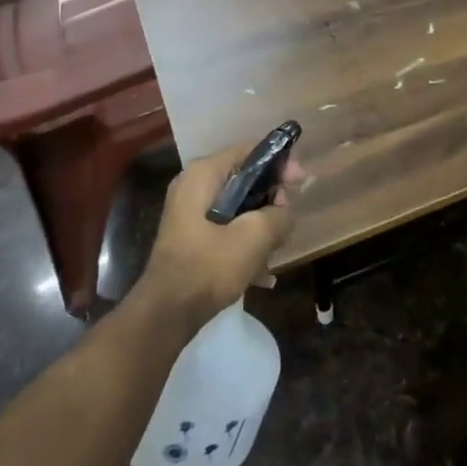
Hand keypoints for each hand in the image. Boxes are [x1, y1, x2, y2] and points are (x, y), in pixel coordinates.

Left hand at [136, 142, 303, 330]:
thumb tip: (284, 212)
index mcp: (203, 174)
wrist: (166, 314)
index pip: (250, 151)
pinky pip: (227, 228)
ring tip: (275, 251)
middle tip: (286, 222)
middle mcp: (193, 186)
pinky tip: (262, 274)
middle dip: (271, 200)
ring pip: (239, 207)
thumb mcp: (254, 238)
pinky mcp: (192, 237)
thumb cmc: (208, 267)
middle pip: (245, 179)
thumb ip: (279, 216)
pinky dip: (245, 244)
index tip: (300, 184)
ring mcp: (190, 213)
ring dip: (260, 226)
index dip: (280, 164)